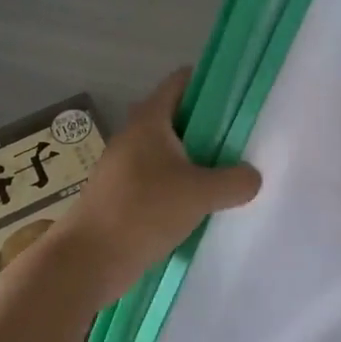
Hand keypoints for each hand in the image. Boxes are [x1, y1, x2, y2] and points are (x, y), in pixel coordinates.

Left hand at [58, 68, 261, 304]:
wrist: (88, 259)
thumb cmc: (143, 211)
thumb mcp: (200, 194)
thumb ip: (234, 182)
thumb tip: (251, 176)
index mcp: (149, 120)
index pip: (180, 82)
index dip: (208, 82)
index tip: (237, 96)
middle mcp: (133, 136)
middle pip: (176, 118)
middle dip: (208, 126)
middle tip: (240, 141)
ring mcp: (123, 166)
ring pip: (167, 152)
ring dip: (194, 160)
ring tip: (225, 175)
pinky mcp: (121, 194)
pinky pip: (157, 179)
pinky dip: (178, 185)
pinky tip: (198, 206)